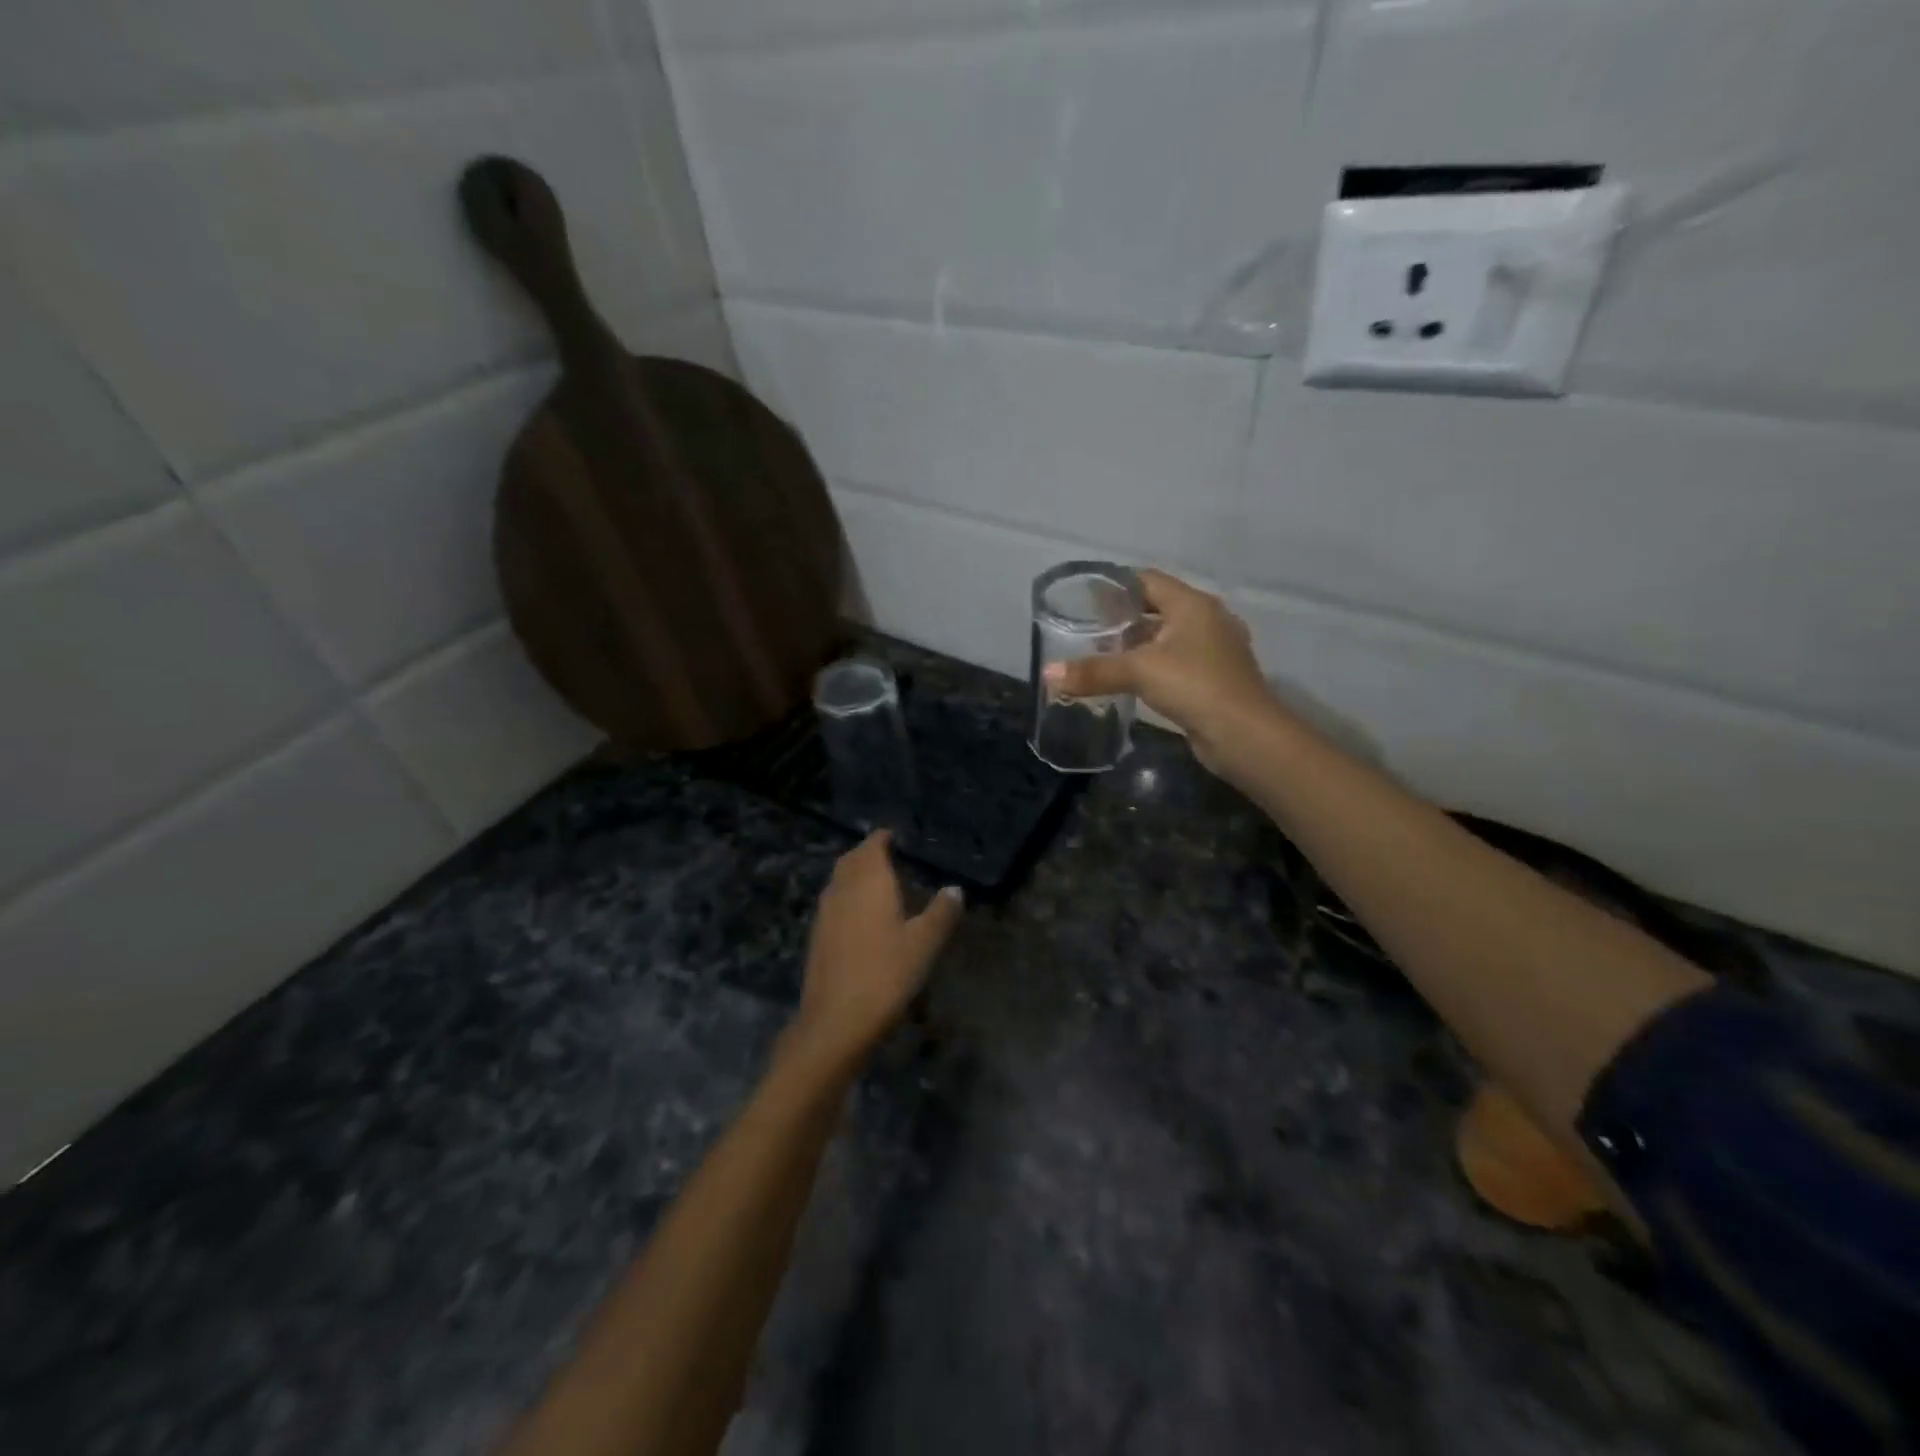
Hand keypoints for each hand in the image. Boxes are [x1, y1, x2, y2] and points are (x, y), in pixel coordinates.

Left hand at [787, 831, 963, 1066]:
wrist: (836, 1020)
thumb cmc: (886, 974)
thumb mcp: (924, 944)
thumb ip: (941, 912)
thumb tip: (955, 889)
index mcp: (869, 881)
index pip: (873, 846)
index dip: (883, 838)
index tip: (897, 837)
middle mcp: (843, 888)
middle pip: (852, 860)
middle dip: (868, 854)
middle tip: (889, 856)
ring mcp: (825, 912)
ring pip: (839, 880)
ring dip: (855, 875)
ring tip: (878, 884)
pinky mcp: (817, 936)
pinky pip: (833, 902)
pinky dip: (847, 897)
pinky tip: (861, 916)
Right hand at [1044, 569, 1277, 771]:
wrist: (1244, 734)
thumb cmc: (1193, 686)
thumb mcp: (1138, 672)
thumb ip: (1093, 671)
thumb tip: (1048, 673)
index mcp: (1193, 604)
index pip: (1148, 581)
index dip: (1116, 585)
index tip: (1085, 597)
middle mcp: (1207, 620)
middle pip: (1158, 608)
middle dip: (1124, 617)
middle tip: (1088, 627)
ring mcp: (1215, 650)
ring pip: (1168, 637)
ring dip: (1139, 644)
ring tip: (1103, 653)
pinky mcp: (1215, 678)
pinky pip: (1177, 661)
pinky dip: (1154, 665)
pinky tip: (1132, 680)